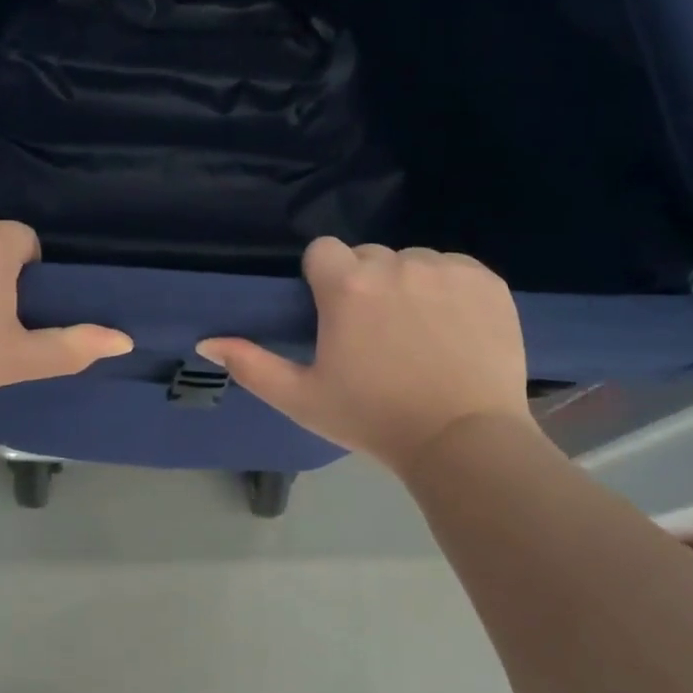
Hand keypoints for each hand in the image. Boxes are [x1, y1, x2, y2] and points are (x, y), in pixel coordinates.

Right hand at [198, 238, 531, 471]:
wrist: (463, 441)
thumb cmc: (374, 419)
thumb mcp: (302, 398)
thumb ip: (250, 365)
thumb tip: (206, 341)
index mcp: (347, 286)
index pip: (323, 250)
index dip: (325, 279)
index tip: (336, 314)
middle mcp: (395, 264)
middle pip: (369, 256)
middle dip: (367, 284)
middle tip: (378, 334)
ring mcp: (446, 269)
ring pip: (413, 261)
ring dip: (409, 285)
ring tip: (420, 334)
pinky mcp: (486, 280)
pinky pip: (455, 268)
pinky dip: (451, 290)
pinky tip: (454, 329)